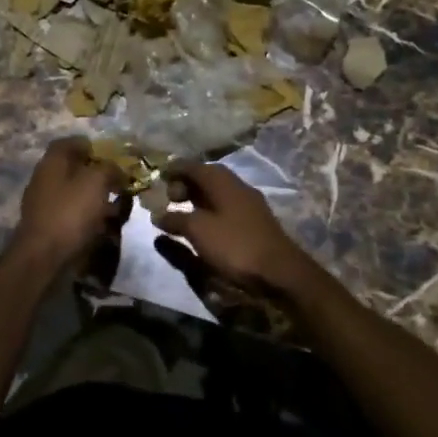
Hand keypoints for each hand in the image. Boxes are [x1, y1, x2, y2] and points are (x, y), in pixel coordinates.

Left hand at [9, 137, 130, 273]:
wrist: (43, 258)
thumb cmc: (70, 213)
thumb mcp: (96, 182)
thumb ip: (109, 168)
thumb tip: (116, 169)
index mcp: (52, 161)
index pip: (70, 142)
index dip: (92, 146)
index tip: (112, 157)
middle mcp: (45, 178)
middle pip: (74, 168)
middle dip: (98, 174)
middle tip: (118, 183)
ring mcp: (44, 203)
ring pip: (75, 192)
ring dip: (95, 197)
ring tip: (117, 207)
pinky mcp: (48, 225)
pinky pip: (72, 214)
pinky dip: (88, 217)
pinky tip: (103, 226)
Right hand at [153, 163, 334, 306]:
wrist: (280, 270)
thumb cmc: (235, 244)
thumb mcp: (199, 231)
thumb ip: (176, 220)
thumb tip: (158, 215)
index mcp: (222, 180)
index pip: (192, 166)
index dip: (173, 170)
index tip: (157, 178)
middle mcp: (236, 185)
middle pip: (205, 177)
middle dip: (185, 185)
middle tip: (168, 200)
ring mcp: (248, 203)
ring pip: (217, 193)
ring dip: (197, 200)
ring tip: (181, 214)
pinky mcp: (255, 221)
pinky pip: (225, 207)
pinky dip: (210, 211)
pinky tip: (204, 227)